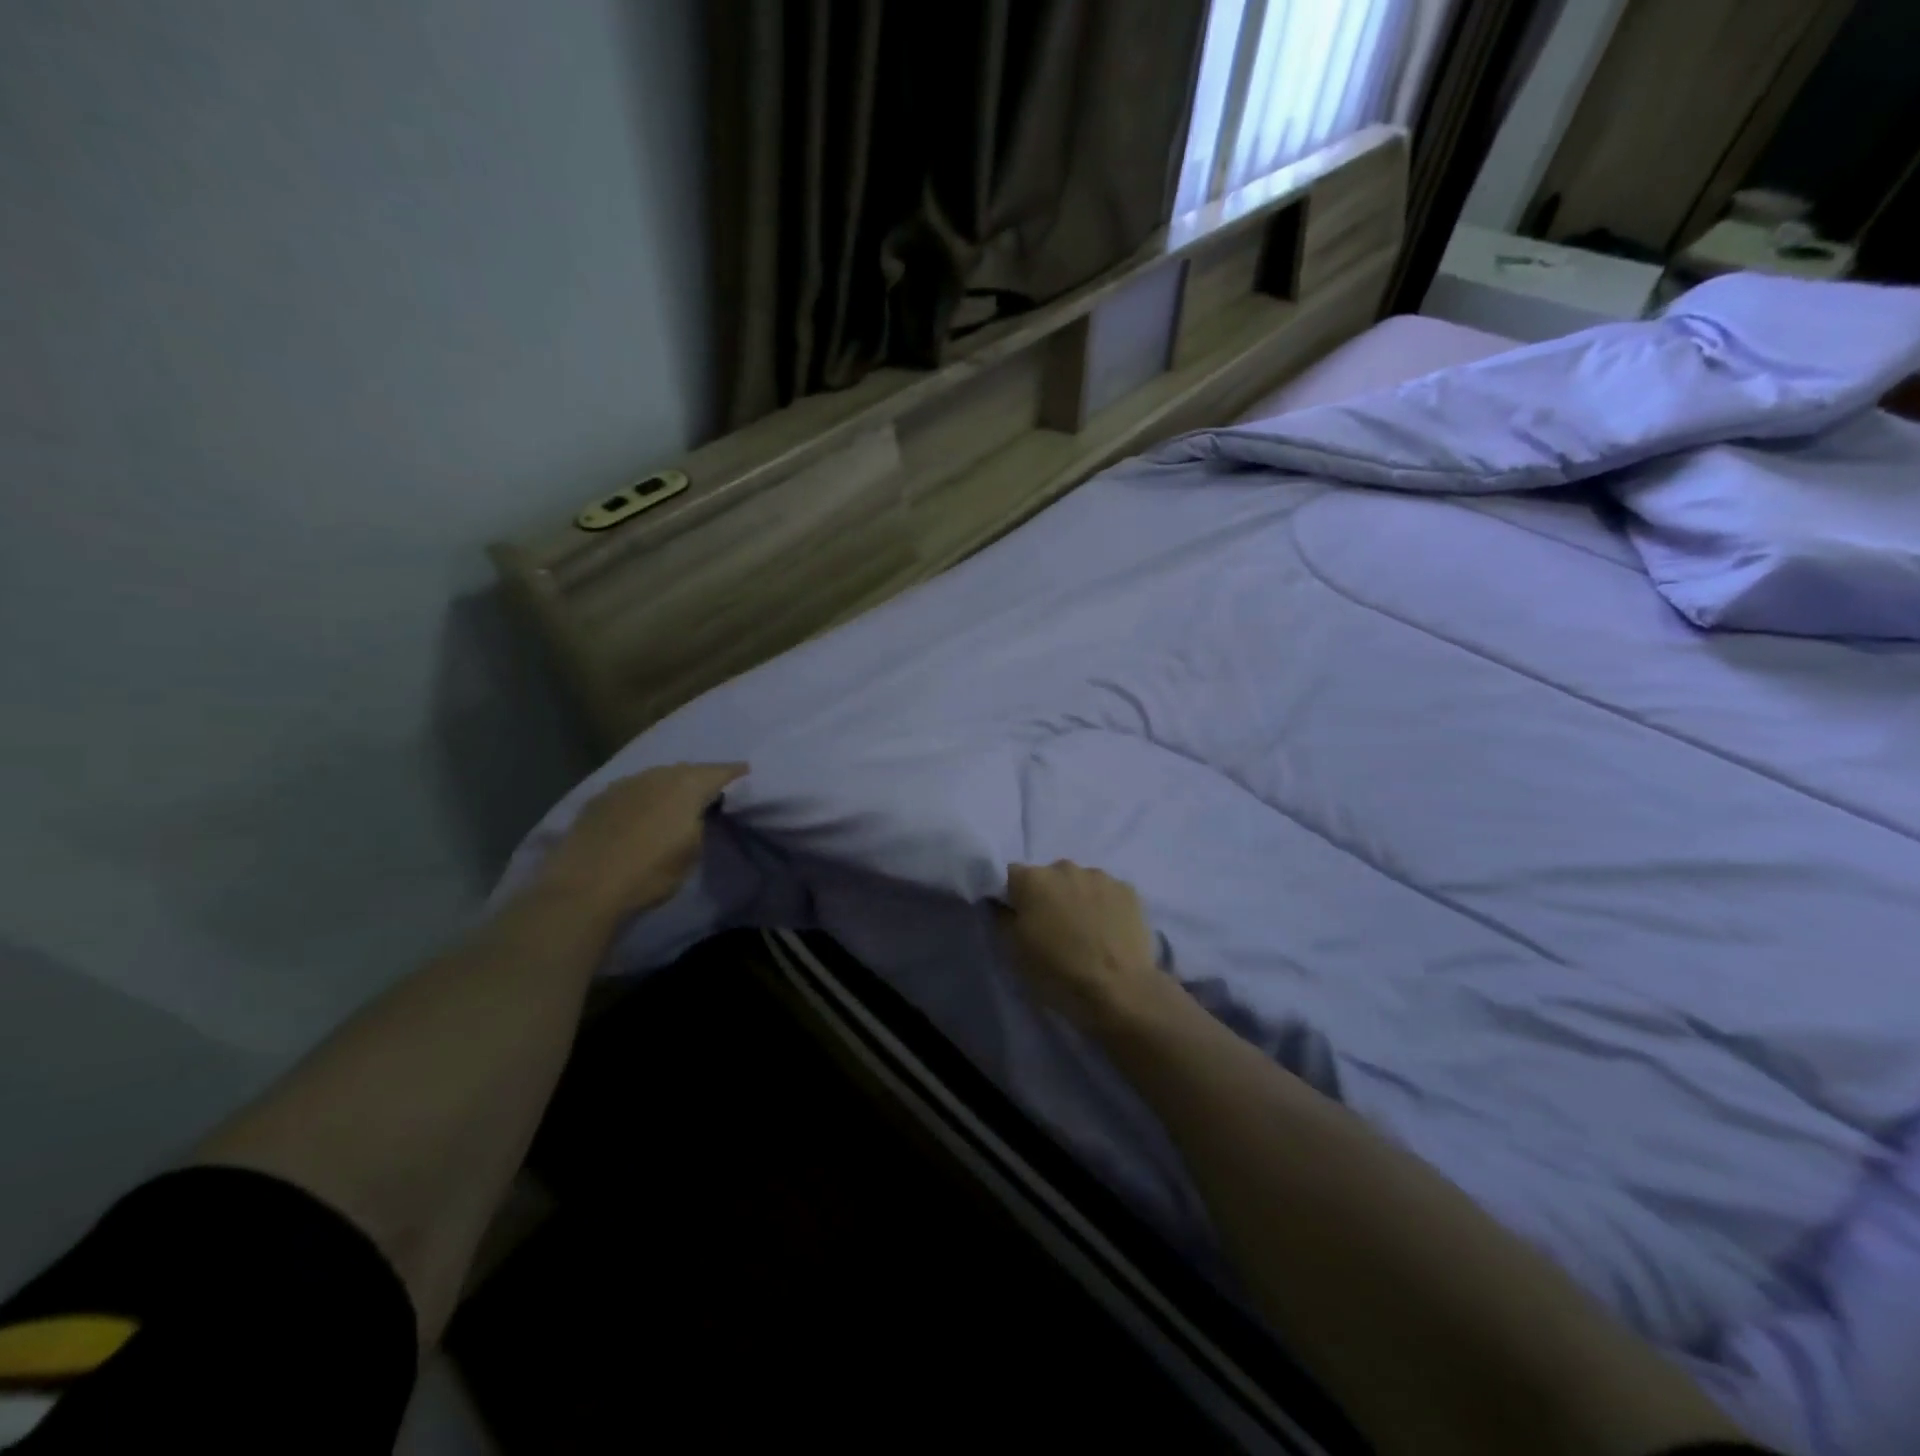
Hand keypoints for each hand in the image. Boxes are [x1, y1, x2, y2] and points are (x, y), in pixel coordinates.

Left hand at [534, 762, 747, 920]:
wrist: (585, 886)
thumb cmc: (651, 872)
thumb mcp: (692, 851)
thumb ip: (700, 822)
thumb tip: (698, 812)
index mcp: (687, 785)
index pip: (719, 771)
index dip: (735, 773)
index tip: (746, 773)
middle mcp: (657, 775)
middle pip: (687, 770)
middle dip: (702, 776)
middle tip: (713, 789)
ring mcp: (625, 783)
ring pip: (658, 777)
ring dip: (671, 784)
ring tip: (679, 799)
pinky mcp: (600, 798)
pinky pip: (634, 789)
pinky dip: (646, 795)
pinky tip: (645, 809)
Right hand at [997, 861, 1175, 1030]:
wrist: (1118, 991)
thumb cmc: (1057, 972)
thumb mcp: (1014, 951)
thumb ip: (1004, 918)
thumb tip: (1004, 904)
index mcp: (1033, 879)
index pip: (1013, 876)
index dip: (1015, 896)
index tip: (1021, 918)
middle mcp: (1065, 868)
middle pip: (1050, 876)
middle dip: (1049, 895)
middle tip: (1055, 927)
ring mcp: (1101, 876)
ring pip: (1081, 882)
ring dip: (1079, 898)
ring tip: (1087, 931)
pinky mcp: (1129, 890)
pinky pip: (1109, 893)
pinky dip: (1106, 906)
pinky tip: (1110, 932)